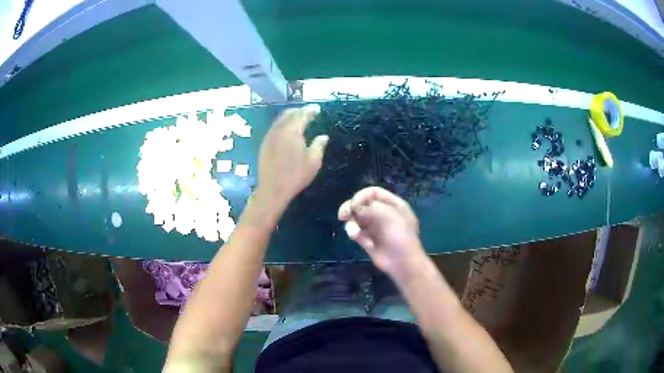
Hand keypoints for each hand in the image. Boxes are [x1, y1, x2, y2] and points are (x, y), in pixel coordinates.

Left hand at [255, 104, 328, 213]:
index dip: (310, 110)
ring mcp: (269, 137)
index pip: (302, 114)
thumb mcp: (313, 161)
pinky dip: (282, 124)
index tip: (317, 108)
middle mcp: (279, 130)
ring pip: (279, 120)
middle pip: (288, 114)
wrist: (273, 189)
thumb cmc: (296, 175)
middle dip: (299, 111)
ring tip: (298, 120)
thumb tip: (323, 136)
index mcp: (292, 131)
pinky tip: (287, 131)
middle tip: (308, 112)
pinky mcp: (264, 144)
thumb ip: (319, 145)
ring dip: (289, 117)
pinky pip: (274, 128)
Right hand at [338, 187, 424, 277]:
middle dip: (351, 208)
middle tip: (343, 215)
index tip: (353, 205)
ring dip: (352, 223)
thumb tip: (354, 208)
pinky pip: (356, 232)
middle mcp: (383, 214)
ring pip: (357, 219)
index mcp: (393, 205)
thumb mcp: (386, 214)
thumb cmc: (399, 235)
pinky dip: (354, 234)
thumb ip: (368, 207)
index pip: (373, 192)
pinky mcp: (368, 241)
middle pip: (362, 205)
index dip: (361, 196)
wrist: (403, 262)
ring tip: (354, 232)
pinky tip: (358, 239)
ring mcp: (375, 228)